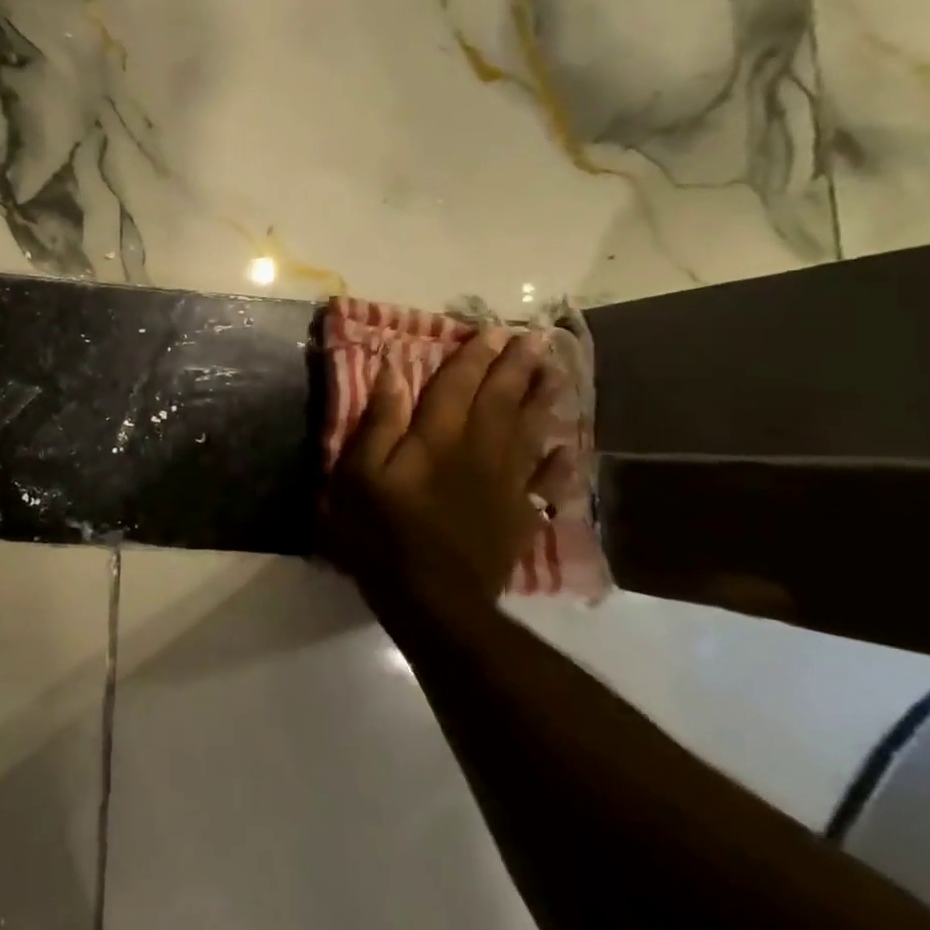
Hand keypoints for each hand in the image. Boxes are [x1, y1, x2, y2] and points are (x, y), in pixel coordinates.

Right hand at [327, 329, 566, 609]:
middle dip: (517, 367)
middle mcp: (480, 451)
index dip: (474, 356)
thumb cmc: (382, 532)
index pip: (458, 385)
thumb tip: (393, 372)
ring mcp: (506, 484)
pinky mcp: (519, 514)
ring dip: (543, 399)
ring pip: (530, 431)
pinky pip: (545, 480)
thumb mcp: (360, 474)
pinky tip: (569, 446)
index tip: (492, 330)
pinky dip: (558, 461)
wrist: (433, 599)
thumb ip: (379, 422)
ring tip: (557, 373)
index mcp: (438, 438)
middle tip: (536, 338)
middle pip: (502, 400)